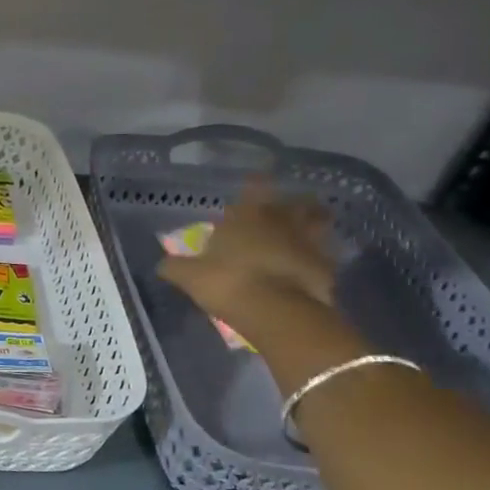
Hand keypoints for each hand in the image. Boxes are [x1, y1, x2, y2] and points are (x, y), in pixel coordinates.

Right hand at [157, 179, 337, 330]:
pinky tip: (313, 267)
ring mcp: (308, 242)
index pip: (255, 187)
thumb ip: (176, 267)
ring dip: (315, 224)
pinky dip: (320, 258)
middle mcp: (281, 221)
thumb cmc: (227, 282)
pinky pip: (325, 257)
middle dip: (295, 203)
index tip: (259, 180)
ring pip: (318, 224)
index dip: (257, 183)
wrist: (275, 310)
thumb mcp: (189, 276)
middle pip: (297, 202)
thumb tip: (162, 264)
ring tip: (309, 231)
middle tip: (292, 207)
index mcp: (247, 215)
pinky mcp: (326, 268)